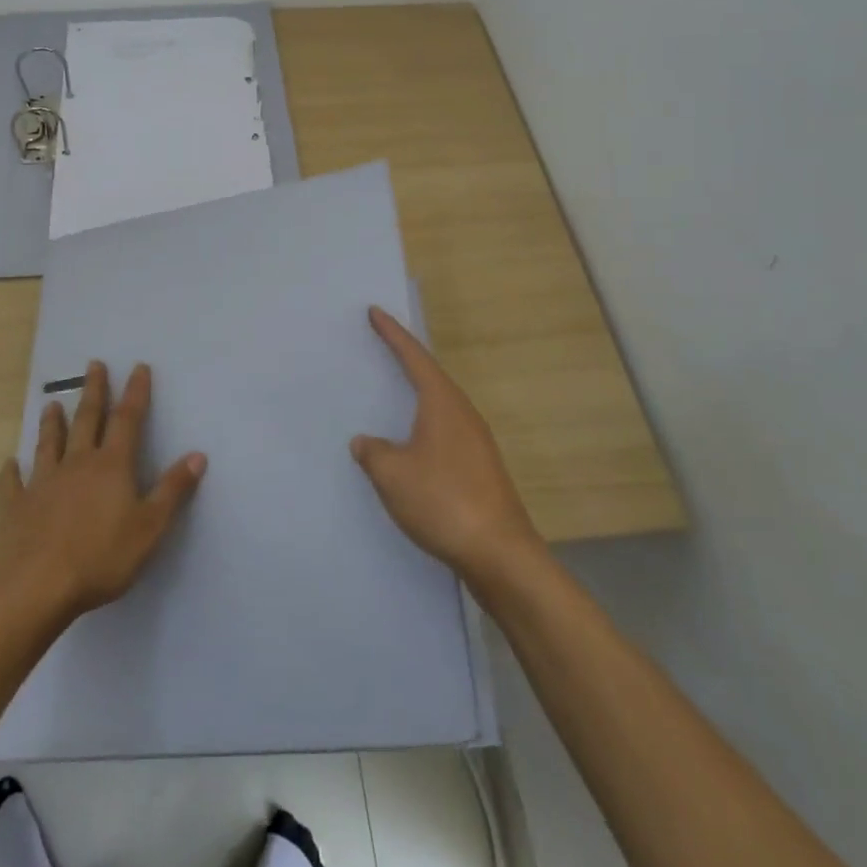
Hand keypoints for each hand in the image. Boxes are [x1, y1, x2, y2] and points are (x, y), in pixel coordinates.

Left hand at [0, 361, 205, 621]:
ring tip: (51, 403)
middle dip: (94, 391)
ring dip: (52, 423)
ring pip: (49, 444)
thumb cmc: (100, 557)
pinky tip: (9, 464)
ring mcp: (42, 483)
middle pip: (87, 421)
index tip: (138, 367)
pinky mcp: (15, 507)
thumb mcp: (150, 527)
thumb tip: (198, 455)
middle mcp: (76, 464)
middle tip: (93, 365)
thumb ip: (173, 490)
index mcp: (111, 466)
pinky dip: (11, 472)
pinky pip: (12, 484)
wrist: (35, 586)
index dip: (135, 393)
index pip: (127, 420)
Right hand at [353, 307, 544, 585]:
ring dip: (416, 396)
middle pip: (431, 377)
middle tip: (382, 345)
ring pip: (439, 407)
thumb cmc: (443, 501)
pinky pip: (444, 432)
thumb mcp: (393, 475)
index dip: (393, 334)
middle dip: (406, 360)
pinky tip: (410, 446)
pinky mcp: (480, 469)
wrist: (500, 554)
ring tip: (392, 393)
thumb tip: (366, 442)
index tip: (375, 311)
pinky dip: (423, 427)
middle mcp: (463, 415)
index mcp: (443, 404)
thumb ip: (373, 452)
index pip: (414, 357)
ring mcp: (476, 443)